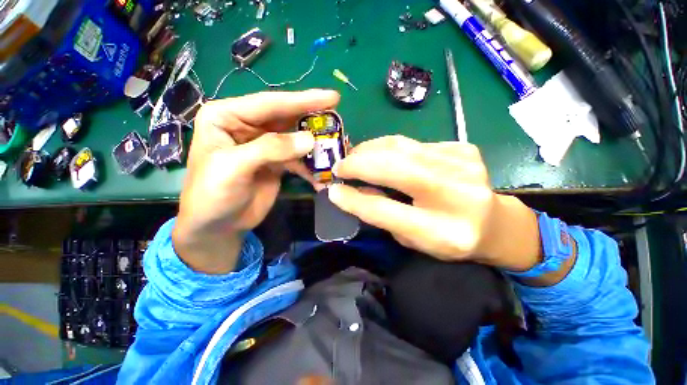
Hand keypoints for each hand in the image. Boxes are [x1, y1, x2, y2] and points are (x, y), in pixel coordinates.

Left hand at [173, 90, 339, 273]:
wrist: (217, 225)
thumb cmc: (212, 194)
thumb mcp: (235, 167)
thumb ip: (271, 149)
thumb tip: (309, 139)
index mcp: (227, 116)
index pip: (270, 103)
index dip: (302, 100)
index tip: (332, 98)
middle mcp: (247, 126)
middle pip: (286, 118)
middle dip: (312, 120)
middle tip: (338, 118)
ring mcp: (264, 145)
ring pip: (295, 139)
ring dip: (315, 146)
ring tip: (336, 148)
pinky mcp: (276, 162)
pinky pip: (298, 159)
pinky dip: (310, 166)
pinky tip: (321, 175)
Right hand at [328, 135, 541, 270]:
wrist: (494, 223)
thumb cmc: (449, 239)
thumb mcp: (412, 239)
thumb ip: (383, 215)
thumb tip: (353, 191)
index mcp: (443, 231)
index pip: (386, 210)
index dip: (354, 199)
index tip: (332, 189)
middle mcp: (456, 194)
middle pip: (394, 168)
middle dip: (359, 163)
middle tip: (340, 165)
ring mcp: (463, 165)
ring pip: (401, 147)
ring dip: (370, 150)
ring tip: (355, 156)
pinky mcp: (462, 148)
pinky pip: (414, 144)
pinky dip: (391, 148)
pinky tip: (383, 156)